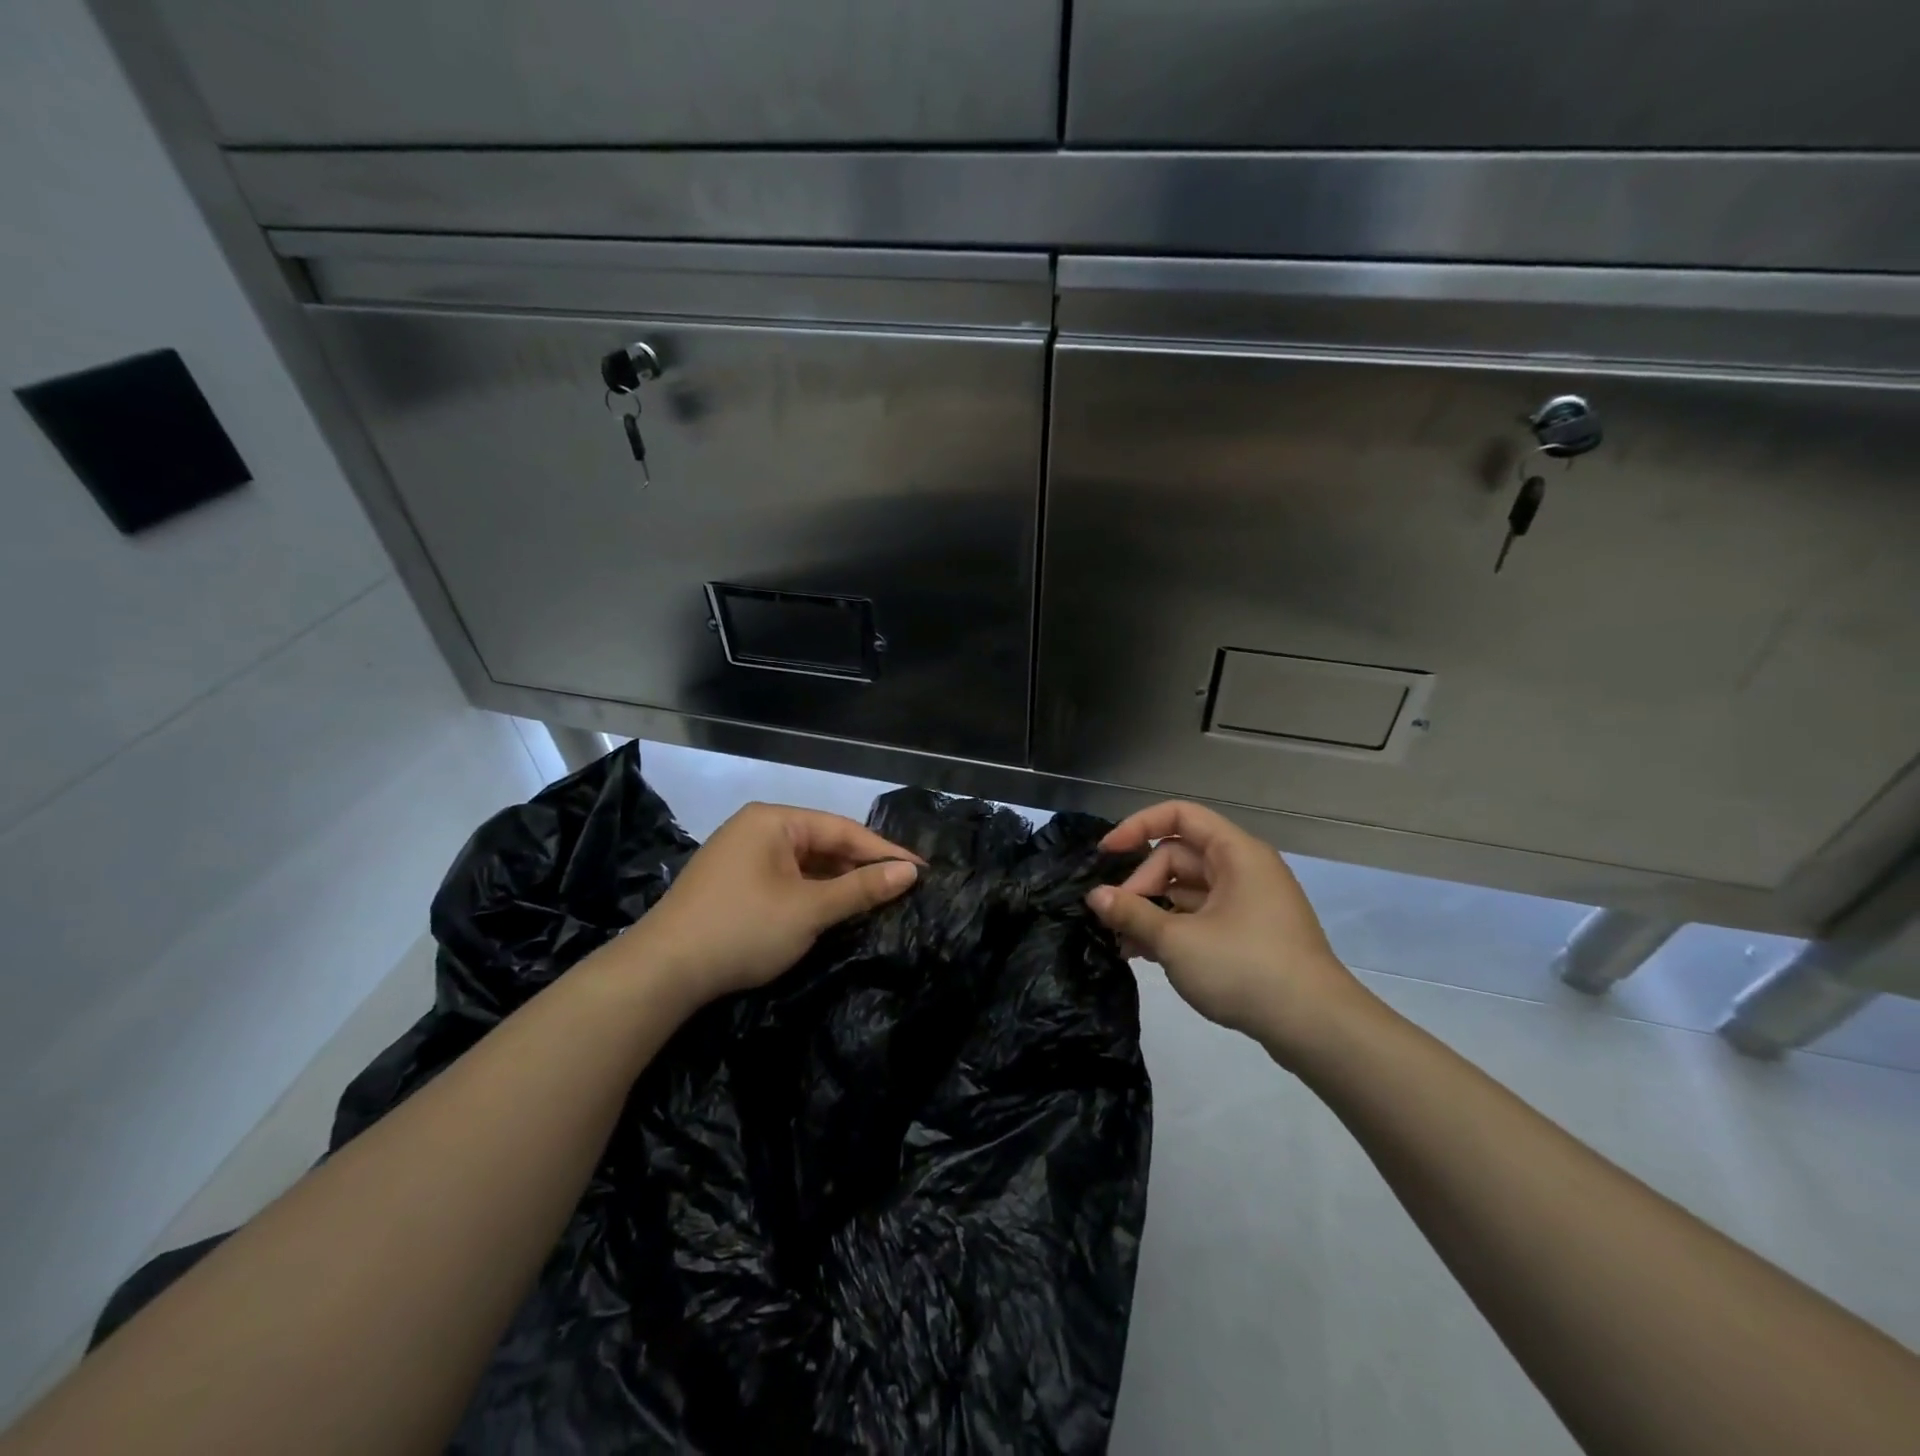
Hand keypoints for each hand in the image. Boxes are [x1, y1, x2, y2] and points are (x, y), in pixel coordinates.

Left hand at [623, 803, 920, 1008]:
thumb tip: (910, 872)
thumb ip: (861, 888)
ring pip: (805, 864)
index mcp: (774, 821)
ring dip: (838, 883)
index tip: (921, 870)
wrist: (661, 972)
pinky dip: (812, 894)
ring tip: (878, 899)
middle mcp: (757, 829)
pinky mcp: (733, 884)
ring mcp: (742, 856)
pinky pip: (786, 879)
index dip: (885, 852)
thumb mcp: (809, 910)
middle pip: (823, 844)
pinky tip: (835, 909)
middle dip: (862, 867)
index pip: (843, 830)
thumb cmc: (742, 929)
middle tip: (904, 887)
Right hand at [1087, 801, 1375, 1061]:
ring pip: (1188, 890)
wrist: (1317, 1028)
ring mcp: (1250, 903)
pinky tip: (1149, 955)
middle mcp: (1245, 869)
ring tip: (1125, 945)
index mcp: (1236, 853)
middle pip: (1178, 857)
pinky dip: (1175, 928)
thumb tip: (1095, 896)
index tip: (1105, 854)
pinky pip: (1203, 916)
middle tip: (1117, 921)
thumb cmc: (1246, 969)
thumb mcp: (1178, 941)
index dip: (1138, 827)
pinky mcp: (1251, 934)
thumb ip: (1132, 913)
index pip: (1179, 816)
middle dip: (1142, 885)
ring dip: (1154, 911)